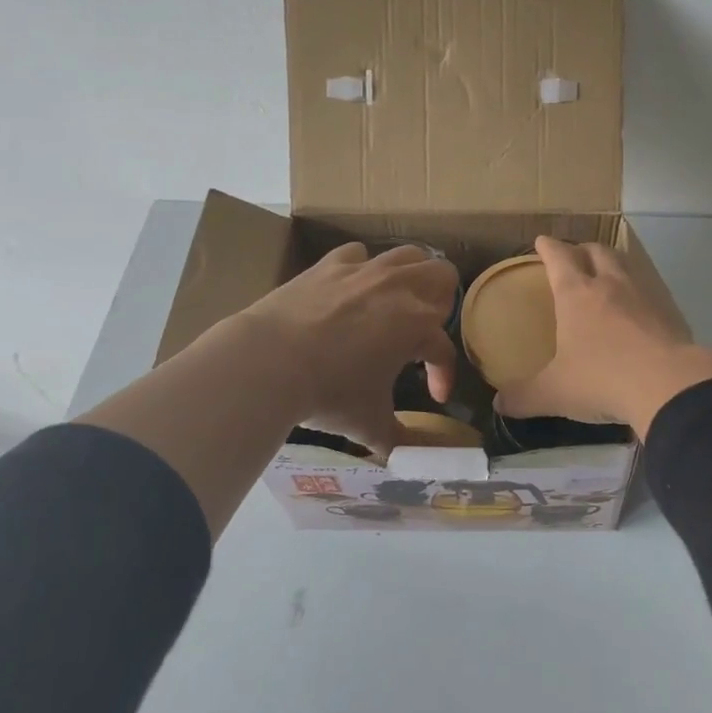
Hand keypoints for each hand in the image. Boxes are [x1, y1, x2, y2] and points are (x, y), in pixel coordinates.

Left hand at [237, 242, 459, 457]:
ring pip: (409, 255)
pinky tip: (353, 287)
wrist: (268, 362)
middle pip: (443, 277)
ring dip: (412, 276)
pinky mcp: (330, 264)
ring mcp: (364, 271)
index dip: (444, 375)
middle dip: (441, 304)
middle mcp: (399, 289)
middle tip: (422, 332)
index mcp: (418, 326)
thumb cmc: (328, 394)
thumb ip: (398, 439)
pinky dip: (362, 268)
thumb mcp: (369, 424)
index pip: (444, 350)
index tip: (435, 396)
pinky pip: (358, 254)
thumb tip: (410, 457)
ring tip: (399, 301)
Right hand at [494, 237, 711, 437]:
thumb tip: (499, 404)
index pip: (559, 258)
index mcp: (576, 294)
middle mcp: (610, 285)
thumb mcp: (555, 392)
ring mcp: (643, 296)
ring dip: (613, 263)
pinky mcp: (669, 313)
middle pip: (596, 251)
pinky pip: (649, 291)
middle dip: (582, 249)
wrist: (669, 385)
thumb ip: (524, 396)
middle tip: (575, 256)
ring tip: (606, 274)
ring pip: (626, 265)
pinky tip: (636, 309)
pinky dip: (637, 292)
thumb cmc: (602, 379)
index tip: (542, 241)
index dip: (549, 247)